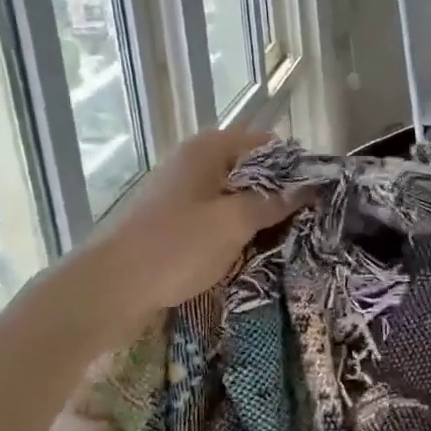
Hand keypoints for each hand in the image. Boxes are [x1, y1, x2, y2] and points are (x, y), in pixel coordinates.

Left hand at [87, 127, 302, 318]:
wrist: (113, 286)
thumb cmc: (177, 245)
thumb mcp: (234, 222)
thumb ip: (273, 202)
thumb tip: (308, 187)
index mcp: (209, 148)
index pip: (267, 144)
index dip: (294, 166)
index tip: (317, 195)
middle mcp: (194, 160)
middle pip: (250, 168)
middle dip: (278, 193)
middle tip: (306, 222)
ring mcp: (181, 189)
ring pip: (233, 194)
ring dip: (256, 214)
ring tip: (284, 239)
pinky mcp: (173, 217)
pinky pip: (215, 214)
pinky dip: (234, 228)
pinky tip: (249, 250)